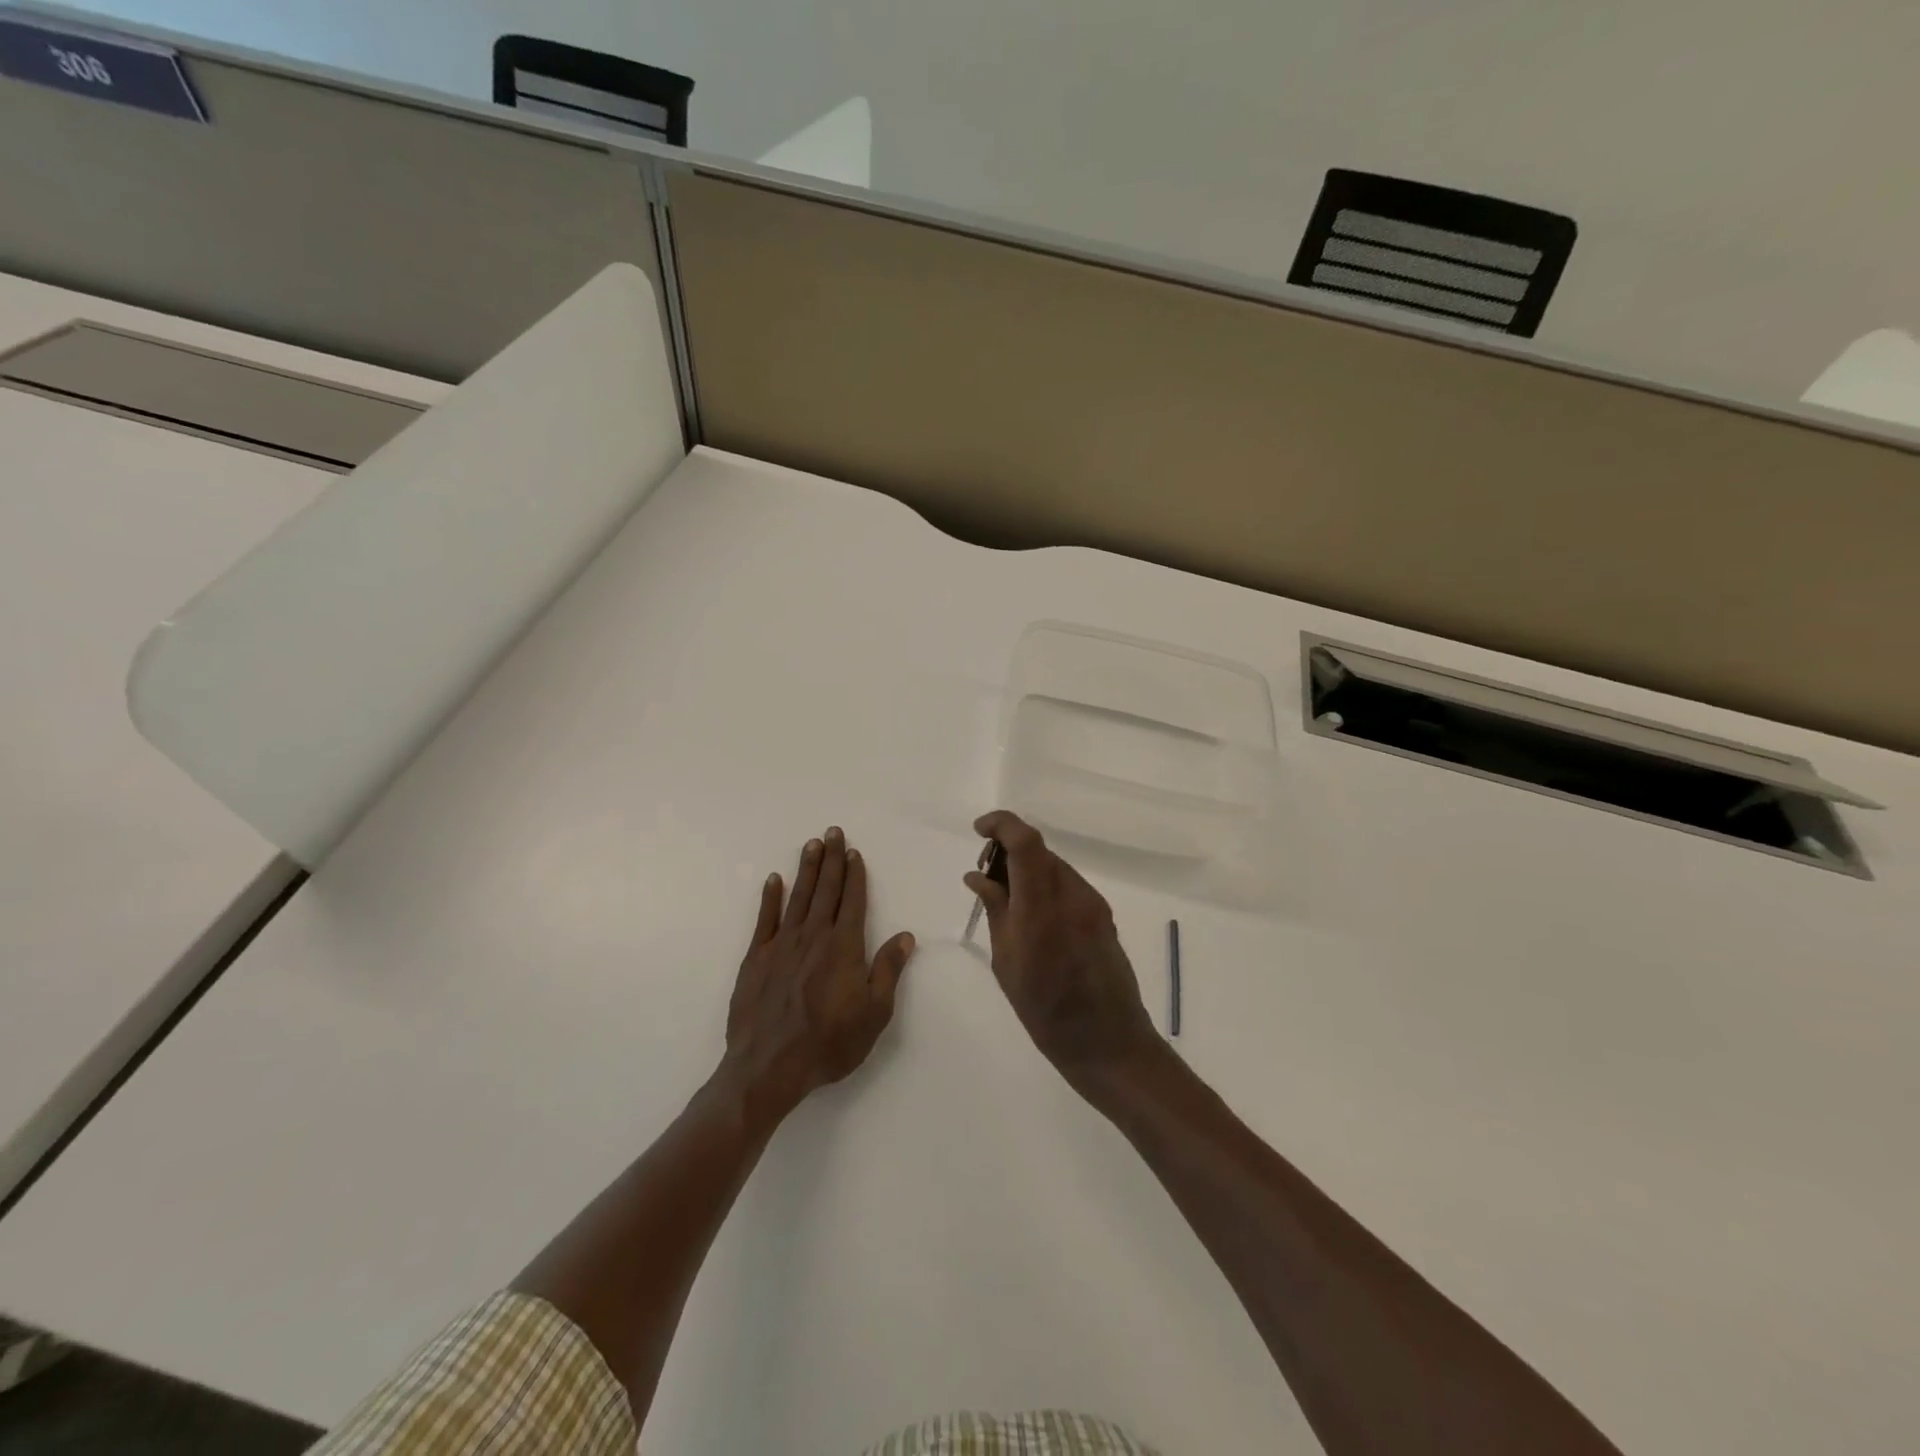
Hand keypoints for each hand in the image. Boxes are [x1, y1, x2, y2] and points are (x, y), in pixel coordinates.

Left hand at [717, 827, 915, 1132]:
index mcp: (844, 946)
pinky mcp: (756, 958)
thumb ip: (888, 970)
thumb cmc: (829, 1042)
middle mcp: (814, 936)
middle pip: (826, 890)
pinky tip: (774, 880)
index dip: (855, 875)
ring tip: (811, 844)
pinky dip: (770, 897)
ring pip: (798, 897)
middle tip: (833, 831)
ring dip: (806, 869)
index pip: (853, 901)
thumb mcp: (874, 1012)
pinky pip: (765, 919)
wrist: (769, 1066)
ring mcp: (782, 944)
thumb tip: (906, 935)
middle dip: (831, 859)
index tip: (855, 852)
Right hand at [965, 810, 1160, 1089]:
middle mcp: (1072, 895)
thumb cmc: (1045, 1010)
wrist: (1108, 1042)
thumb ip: (995, 911)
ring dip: (1027, 870)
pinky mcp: (1103, 916)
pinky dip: (1045, 887)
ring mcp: (1092, 904)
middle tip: (986, 877)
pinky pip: (1068, 886)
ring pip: (1054, 867)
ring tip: (1007, 901)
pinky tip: (1033, 917)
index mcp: (1042, 907)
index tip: (979, 831)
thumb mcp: (1007, 962)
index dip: (1001, 824)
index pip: (1025, 842)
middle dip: (1009, 851)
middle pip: (1039, 851)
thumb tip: (977, 875)